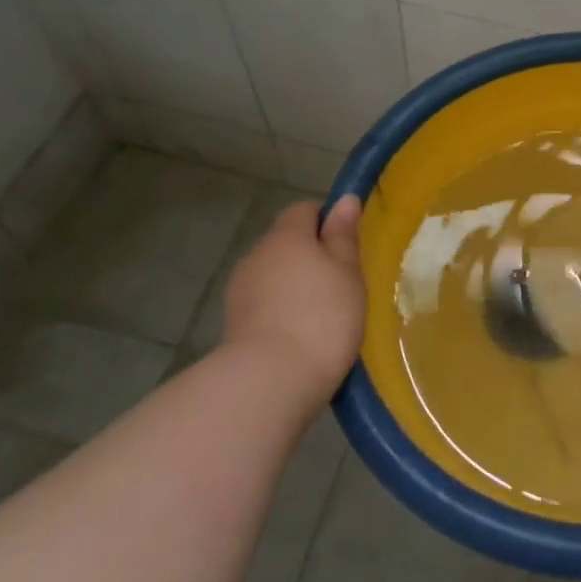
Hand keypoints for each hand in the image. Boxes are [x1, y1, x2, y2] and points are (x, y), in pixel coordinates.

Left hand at [219, 196, 365, 398]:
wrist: (269, 381)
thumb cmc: (322, 317)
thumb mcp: (347, 272)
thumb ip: (344, 235)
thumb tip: (345, 200)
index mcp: (286, 235)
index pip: (304, 209)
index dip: (327, 220)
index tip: (348, 246)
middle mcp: (257, 254)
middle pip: (286, 242)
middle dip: (310, 255)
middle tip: (341, 282)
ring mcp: (240, 290)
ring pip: (273, 273)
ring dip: (294, 284)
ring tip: (322, 313)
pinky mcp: (233, 324)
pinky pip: (263, 303)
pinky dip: (280, 310)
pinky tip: (300, 334)